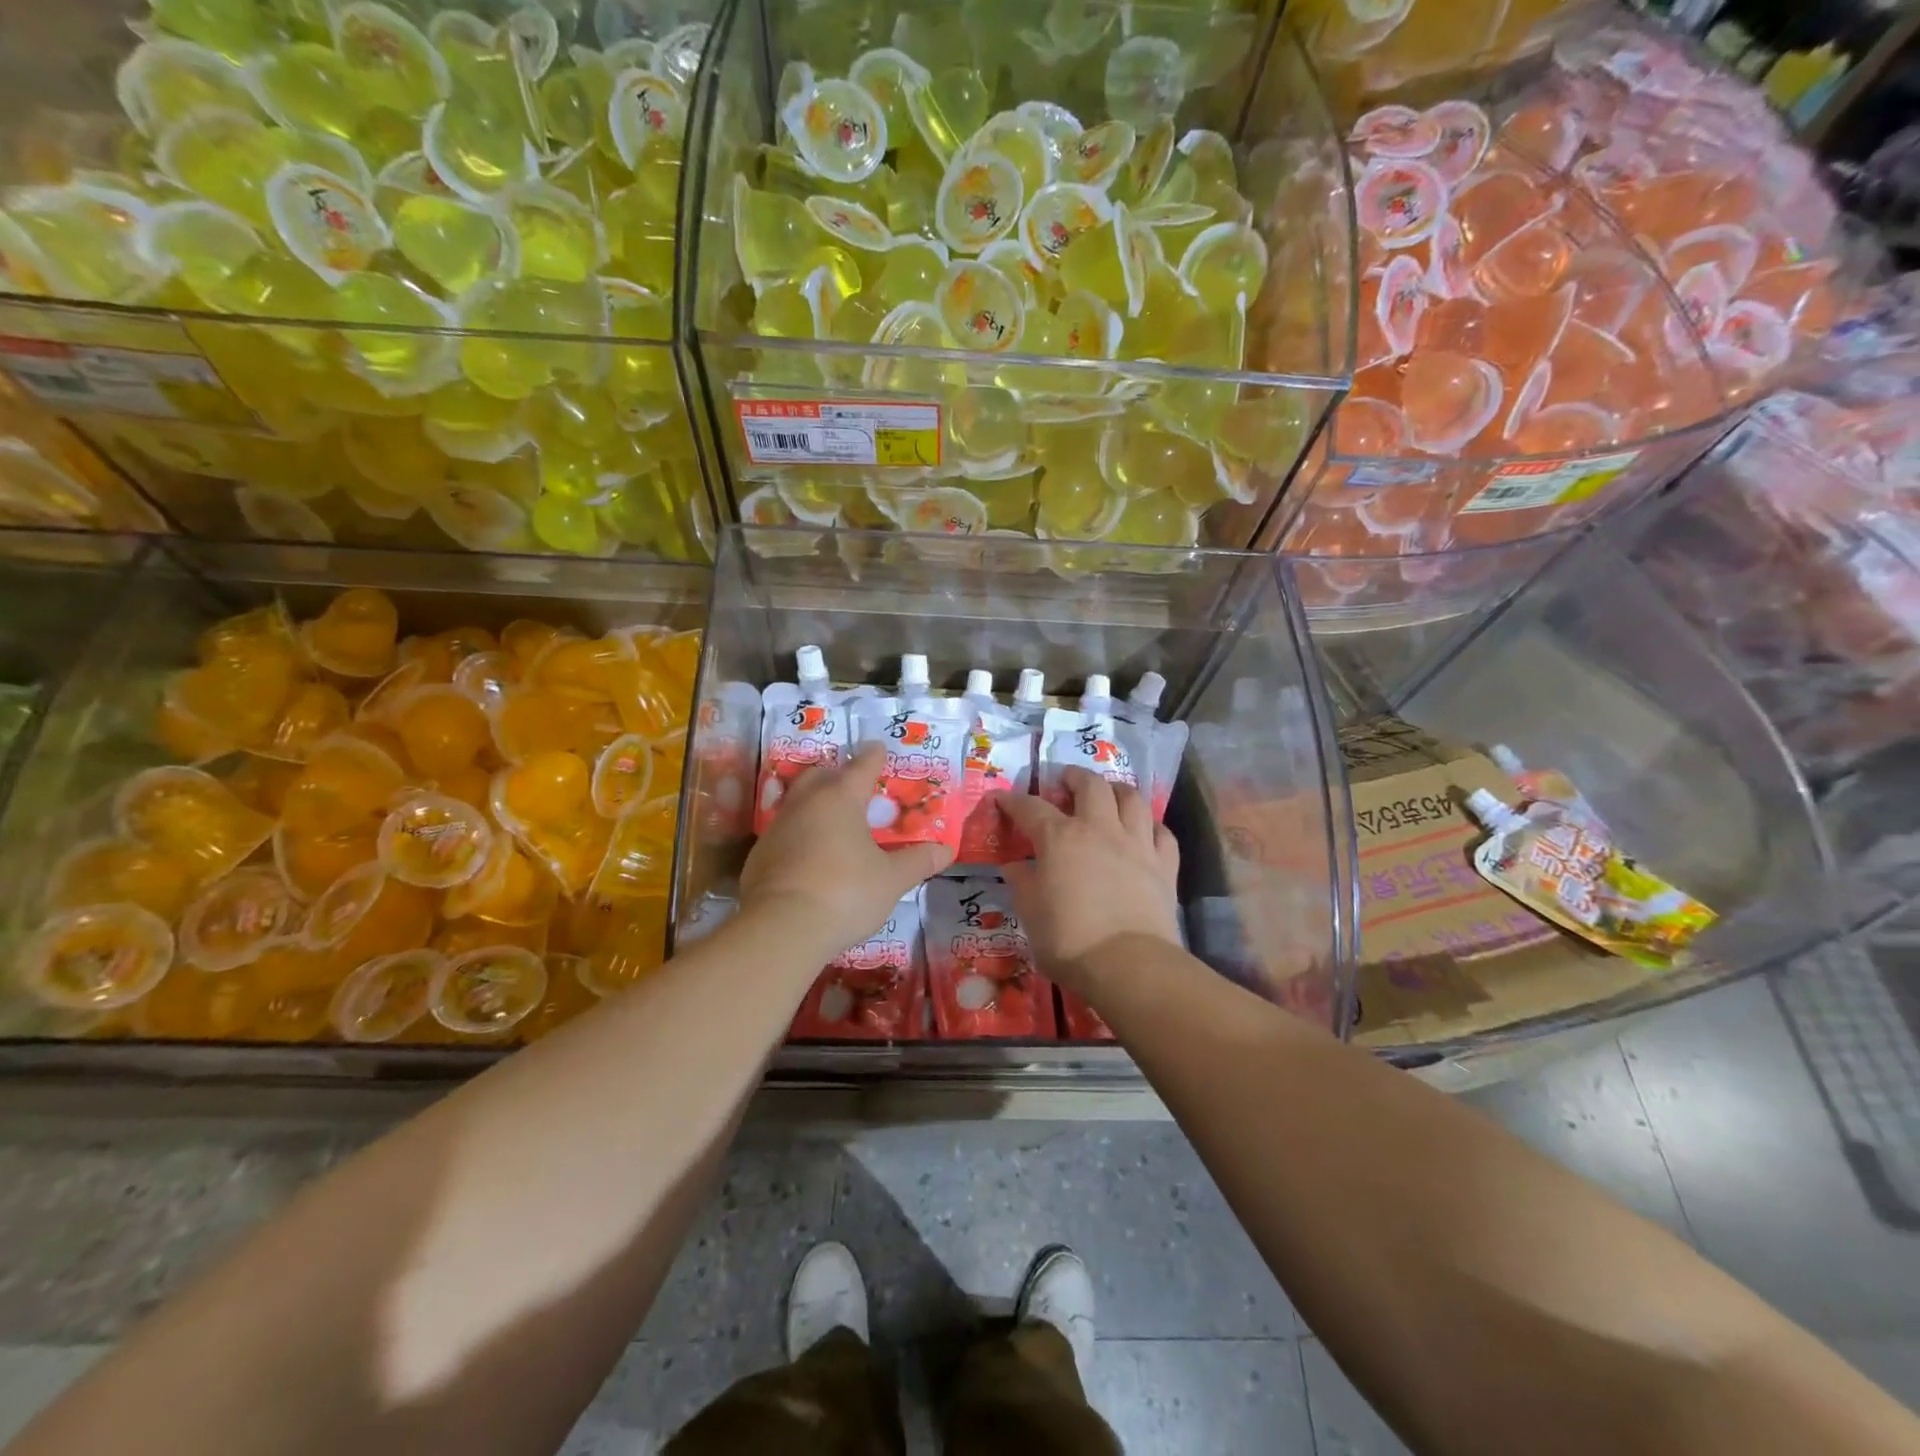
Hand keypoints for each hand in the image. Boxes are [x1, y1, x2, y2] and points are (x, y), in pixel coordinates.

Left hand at [740, 743, 954, 954]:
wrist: (781, 929)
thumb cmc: (846, 893)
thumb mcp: (891, 880)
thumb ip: (917, 861)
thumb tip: (946, 850)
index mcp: (841, 798)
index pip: (862, 766)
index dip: (874, 756)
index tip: (879, 748)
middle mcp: (806, 803)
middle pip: (821, 775)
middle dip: (838, 775)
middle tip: (855, 785)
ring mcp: (778, 828)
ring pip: (798, 802)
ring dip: (815, 804)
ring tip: (833, 821)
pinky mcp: (759, 855)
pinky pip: (784, 833)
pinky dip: (799, 835)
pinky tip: (809, 855)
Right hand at [997, 769, 1180, 989]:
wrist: (1128, 964)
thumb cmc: (1069, 939)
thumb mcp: (1030, 913)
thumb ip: (1022, 882)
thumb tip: (1016, 865)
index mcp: (1060, 838)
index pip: (1030, 808)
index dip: (1013, 801)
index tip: (1001, 799)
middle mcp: (1099, 829)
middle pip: (1090, 785)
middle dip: (1074, 776)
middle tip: (1065, 781)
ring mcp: (1136, 843)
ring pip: (1132, 799)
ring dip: (1117, 790)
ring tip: (1108, 794)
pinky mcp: (1164, 864)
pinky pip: (1161, 832)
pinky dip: (1150, 826)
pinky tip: (1144, 831)